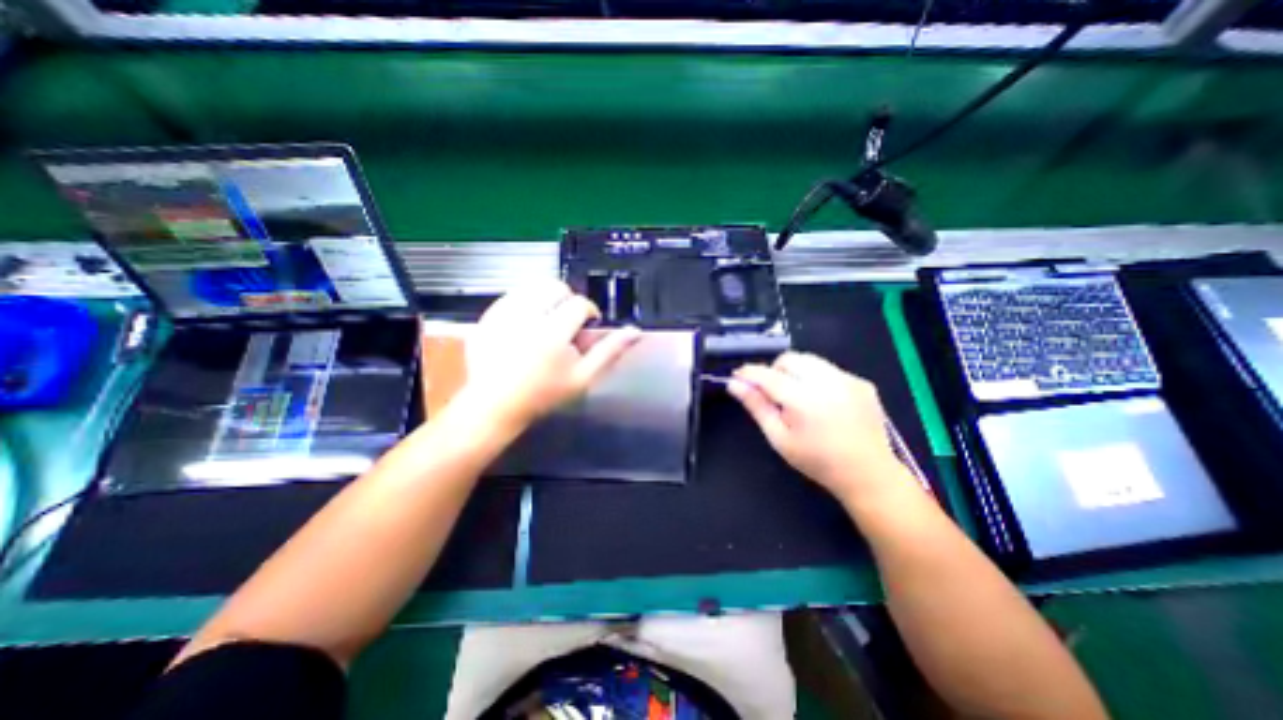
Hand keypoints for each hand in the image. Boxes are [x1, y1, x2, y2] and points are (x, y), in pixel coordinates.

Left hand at [460, 279, 640, 429]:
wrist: (495, 404)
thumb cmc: (543, 395)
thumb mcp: (583, 377)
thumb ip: (609, 351)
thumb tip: (634, 332)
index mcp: (553, 333)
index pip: (579, 304)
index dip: (588, 312)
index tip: (586, 326)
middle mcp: (526, 317)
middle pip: (555, 287)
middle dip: (566, 300)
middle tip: (566, 323)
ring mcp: (502, 315)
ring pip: (532, 287)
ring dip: (545, 299)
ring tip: (546, 322)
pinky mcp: (487, 316)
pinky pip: (512, 295)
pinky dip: (524, 304)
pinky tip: (525, 325)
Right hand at [732, 353, 910, 503]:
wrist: (868, 474)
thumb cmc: (817, 461)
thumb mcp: (779, 438)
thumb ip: (756, 407)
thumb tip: (734, 384)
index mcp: (803, 400)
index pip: (768, 375)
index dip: (749, 373)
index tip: (738, 376)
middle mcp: (827, 382)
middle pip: (789, 359)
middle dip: (775, 371)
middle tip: (775, 394)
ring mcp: (848, 379)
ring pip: (809, 360)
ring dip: (795, 372)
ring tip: (799, 397)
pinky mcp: (861, 381)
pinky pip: (828, 369)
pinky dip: (817, 378)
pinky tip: (823, 401)